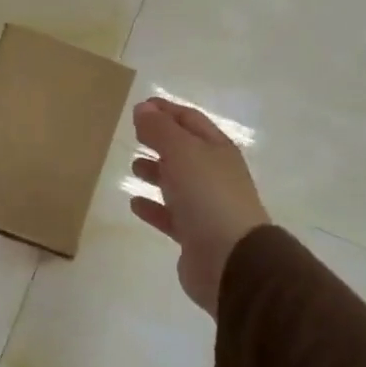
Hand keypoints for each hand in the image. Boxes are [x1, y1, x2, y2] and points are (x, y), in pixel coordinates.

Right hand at [129, 97, 270, 318]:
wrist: (232, 260)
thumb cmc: (208, 196)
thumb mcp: (182, 152)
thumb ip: (160, 129)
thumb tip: (143, 108)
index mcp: (217, 150)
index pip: (190, 121)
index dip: (166, 111)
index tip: (140, 106)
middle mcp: (214, 175)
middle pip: (184, 151)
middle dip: (160, 141)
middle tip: (134, 134)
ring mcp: (206, 206)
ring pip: (177, 183)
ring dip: (156, 173)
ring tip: (133, 167)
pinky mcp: (194, 236)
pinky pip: (169, 216)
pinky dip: (153, 207)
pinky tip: (135, 204)